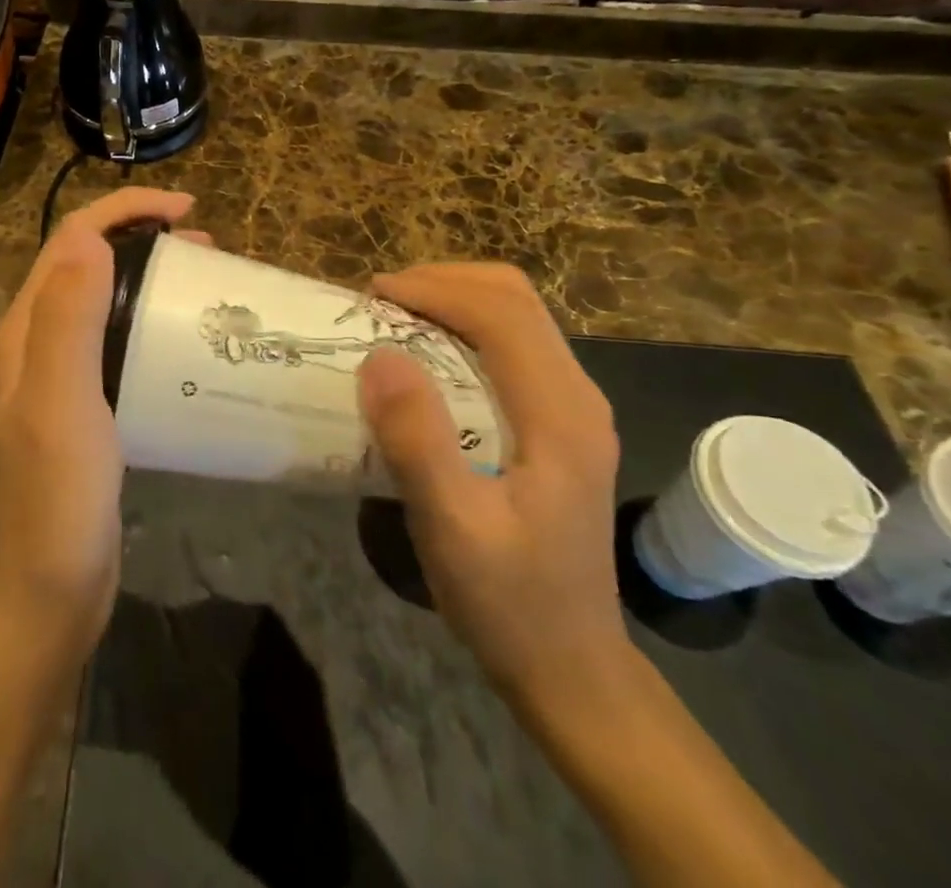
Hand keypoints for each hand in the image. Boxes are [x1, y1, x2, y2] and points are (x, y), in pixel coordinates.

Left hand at [0, 186, 197, 657]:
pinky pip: (119, 342)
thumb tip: (91, 237)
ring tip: (204, 283)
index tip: (187, 212)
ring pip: (106, 299)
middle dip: (143, 237)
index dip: (126, 210)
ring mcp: (62, 375)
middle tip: (206, 249)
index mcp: (27, 328)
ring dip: (151, 276)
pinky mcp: (87, 407)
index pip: (72, 238)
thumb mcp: (62, 403)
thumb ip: (68, 318)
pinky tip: (186, 343)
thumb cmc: (57, 499)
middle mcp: (38, 341)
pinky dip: (152, 321)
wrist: (47, 594)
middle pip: (89, 262)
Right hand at [357, 264, 629, 704]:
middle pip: (516, 299)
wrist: (571, 668)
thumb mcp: (452, 528)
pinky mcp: (558, 422)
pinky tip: (427, 355)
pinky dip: (465, 328)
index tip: (372, 295)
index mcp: (561, 414)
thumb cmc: (509, 602)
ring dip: (454, 300)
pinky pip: (512, 345)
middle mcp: (577, 396)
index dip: (435, 289)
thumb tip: (380, 355)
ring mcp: (573, 408)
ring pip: (517, 316)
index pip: (502, 314)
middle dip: (444, 282)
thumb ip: (418, 440)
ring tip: (396, 318)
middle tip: (380, 301)